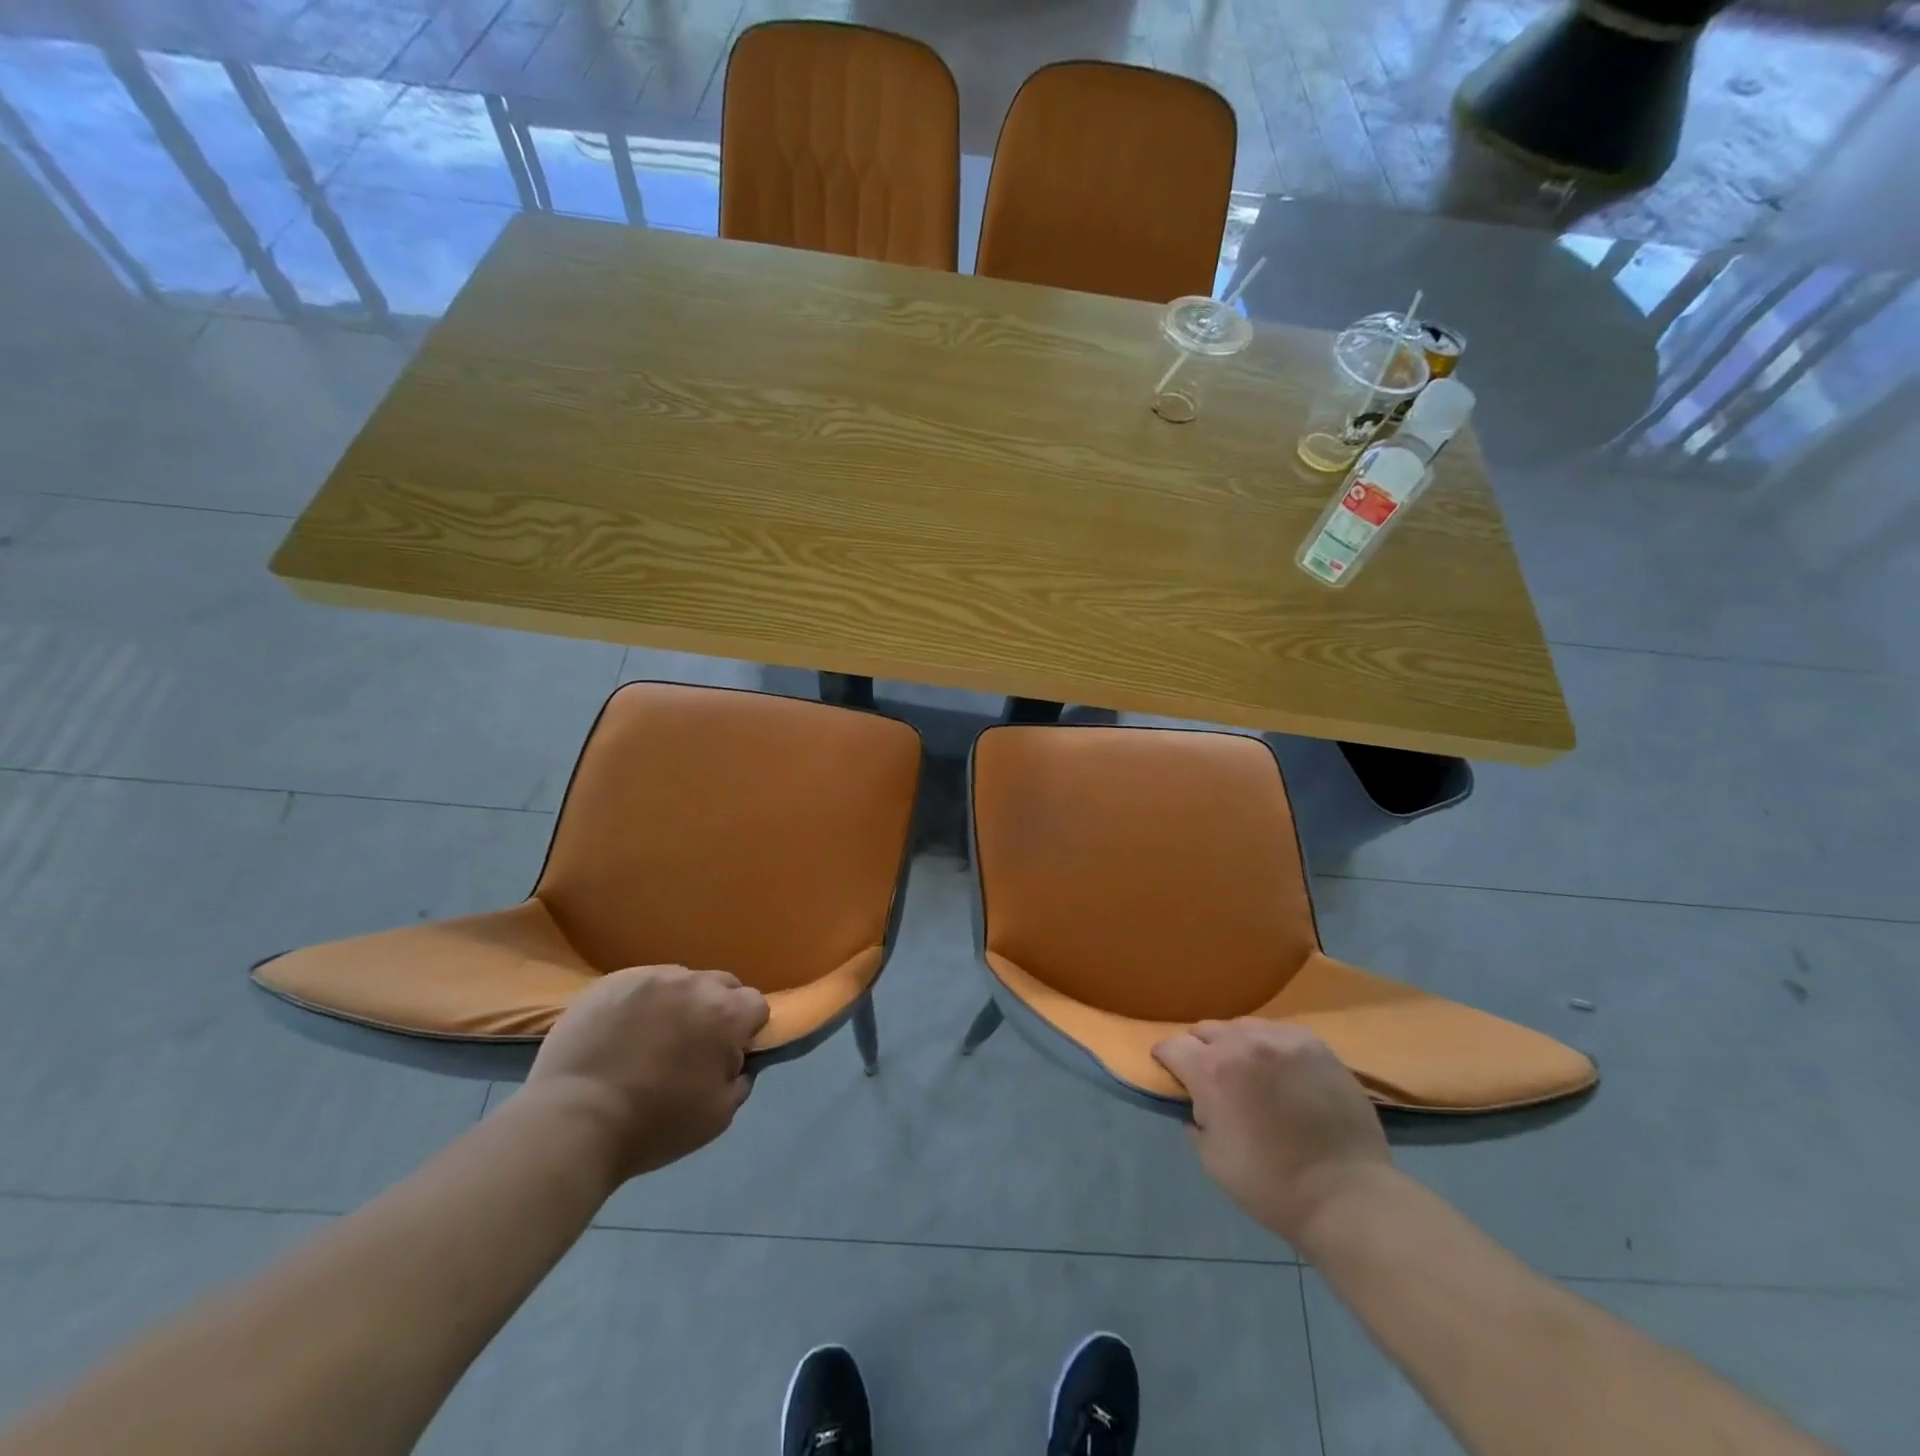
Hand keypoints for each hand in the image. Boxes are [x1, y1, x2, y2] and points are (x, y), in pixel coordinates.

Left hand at [523, 965, 768, 1182]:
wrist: (572, 1123)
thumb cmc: (653, 1125)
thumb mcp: (718, 1117)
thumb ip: (740, 1080)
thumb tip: (737, 1062)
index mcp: (726, 1014)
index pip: (756, 1004)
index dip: (747, 1029)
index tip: (729, 1053)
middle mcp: (694, 984)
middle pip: (721, 984)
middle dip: (716, 1008)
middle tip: (693, 1044)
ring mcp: (649, 977)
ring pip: (680, 981)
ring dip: (678, 1002)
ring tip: (651, 1038)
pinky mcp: (611, 981)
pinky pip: (640, 983)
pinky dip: (640, 1003)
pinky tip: (620, 1032)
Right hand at [1153, 1019, 1389, 1243]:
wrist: (1347, 1196)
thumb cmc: (1272, 1186)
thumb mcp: (1212, 1160)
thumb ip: (1195, 1119)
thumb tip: (1196, 1102)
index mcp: (1212, 1071)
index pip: (1172, 1046)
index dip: (1166, 1059)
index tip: (1170, 1072)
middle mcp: (1242, 1043)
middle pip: (1205, 1029)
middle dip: (1200, 1049)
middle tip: (1212, 1077)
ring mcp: (1282, 1039)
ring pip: (1242, 1027)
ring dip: (1235, 1044)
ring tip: (1249, 1071)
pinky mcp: (1315, 1044)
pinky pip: (1278, 1032)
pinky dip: (1270, 1047)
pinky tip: (1280, 1071)